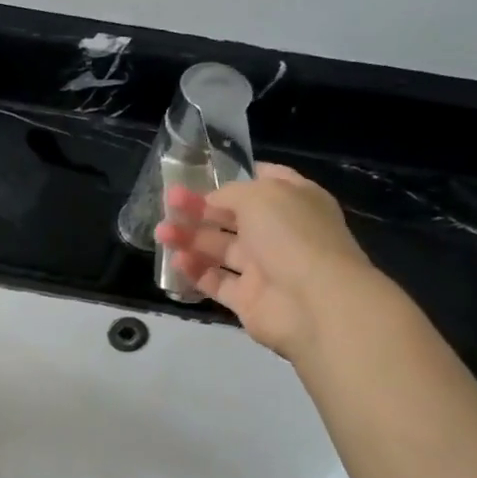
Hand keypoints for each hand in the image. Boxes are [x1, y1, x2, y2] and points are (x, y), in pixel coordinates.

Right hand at [154, 167, 381, 362]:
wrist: (315, 302)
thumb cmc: (292, 236)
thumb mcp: (260, 195)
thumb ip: (230, 192)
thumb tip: (211, 201)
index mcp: (294, 201)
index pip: (265, 181)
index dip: (235, 177)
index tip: (203, 174)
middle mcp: (280, 232)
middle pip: (233, 216)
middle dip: (200, 208)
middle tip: (169, 202)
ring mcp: (265, 268)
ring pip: (220, 248)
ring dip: (190, 239)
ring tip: (161, 233)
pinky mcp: (249, 299)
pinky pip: (217, 281)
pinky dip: (196, 271)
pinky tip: (177, 261)